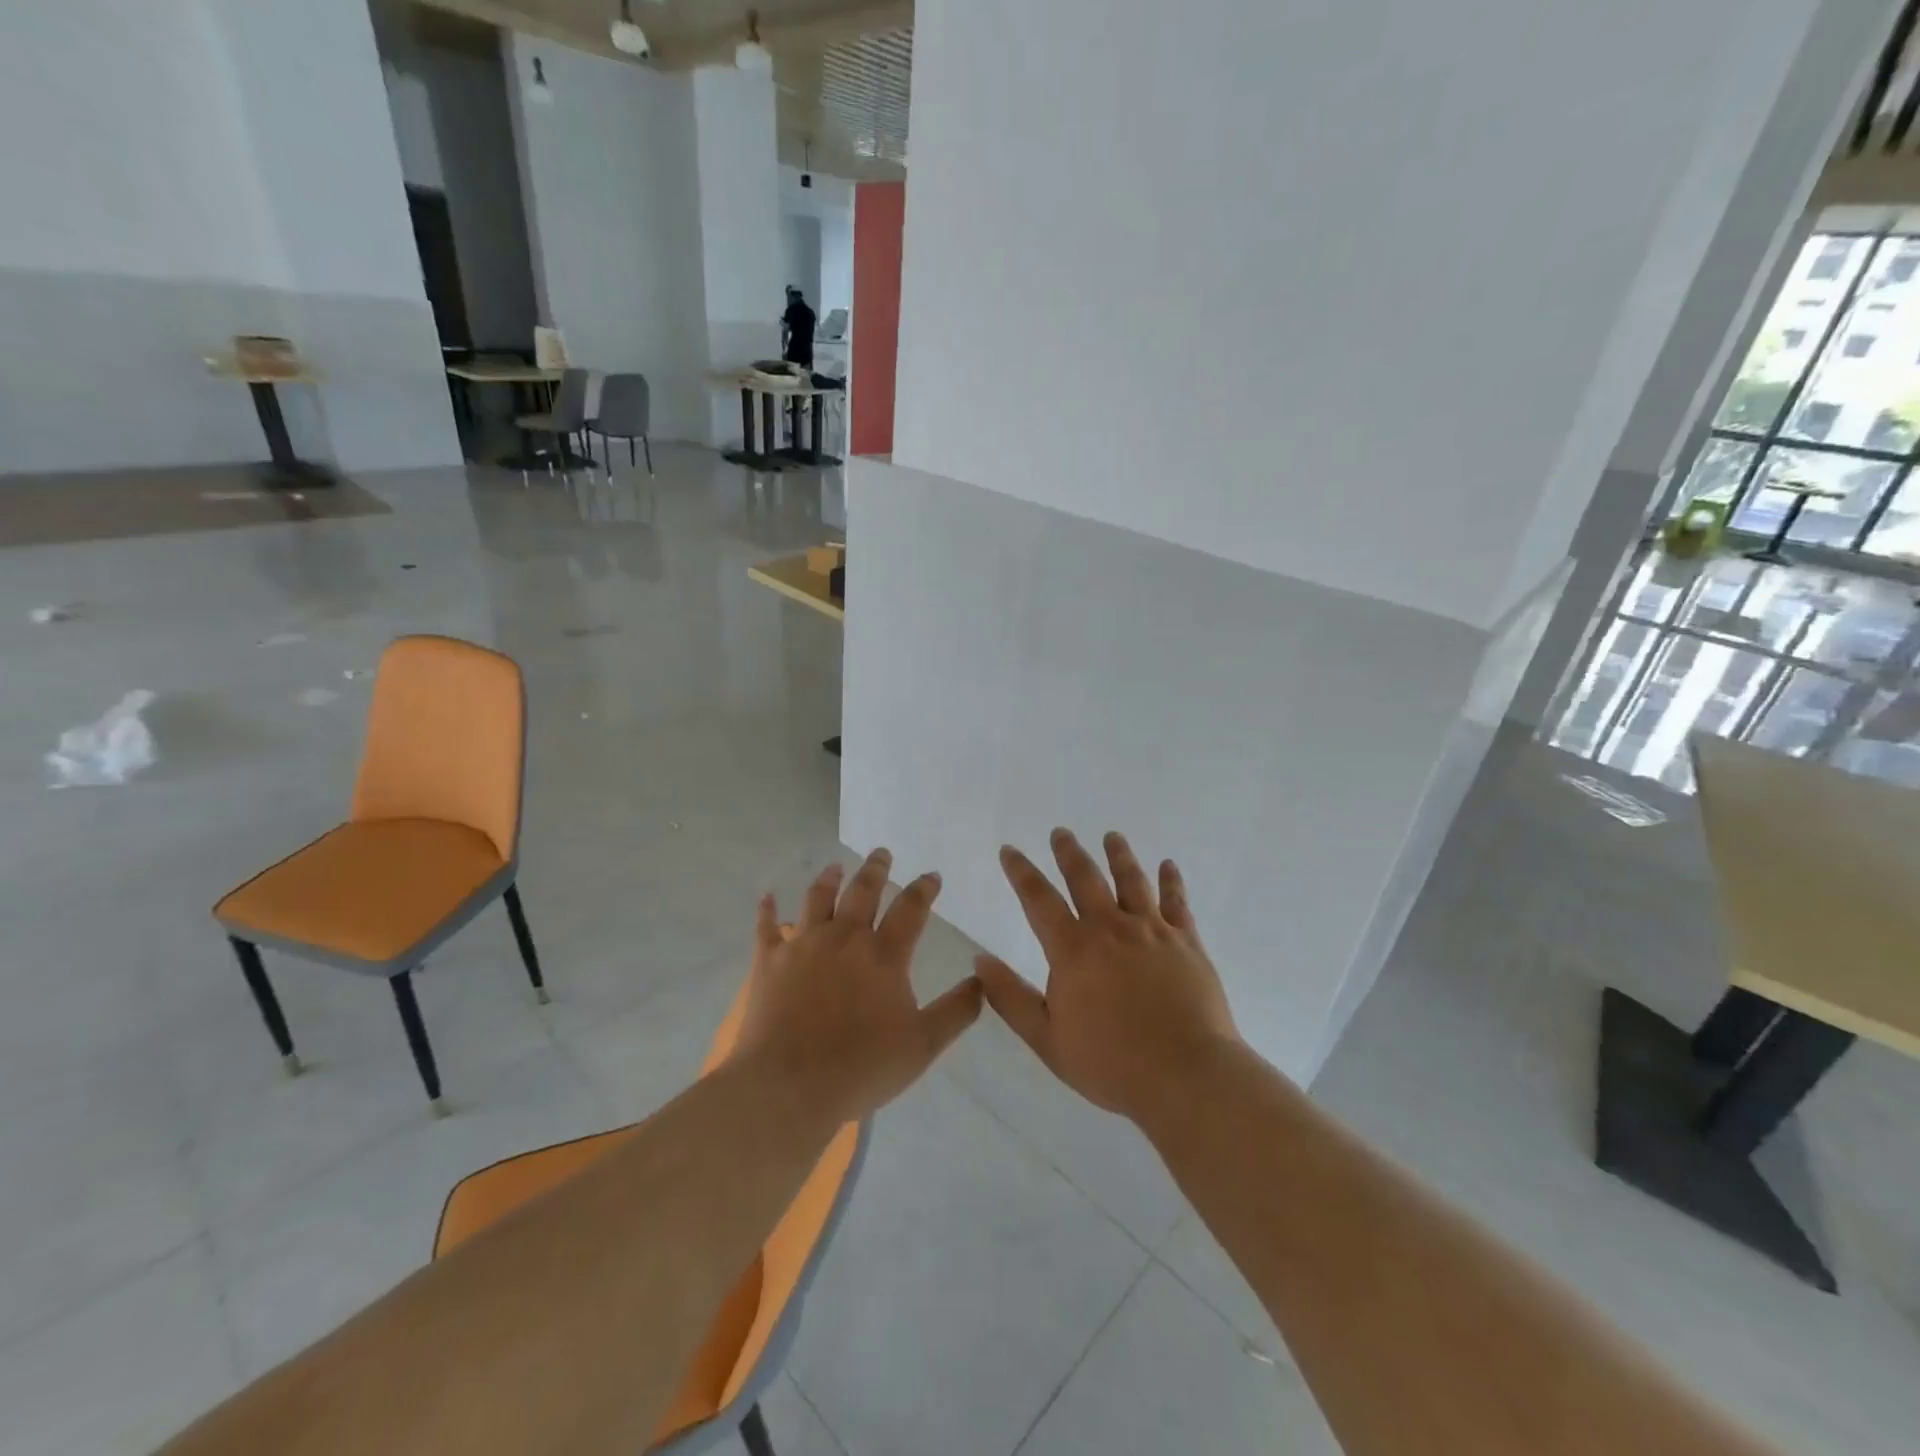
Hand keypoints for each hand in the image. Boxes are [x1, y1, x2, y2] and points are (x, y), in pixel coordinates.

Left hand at [736, 848, 983, 1124]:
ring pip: (818, 899)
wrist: (789, 1086)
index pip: (911, 909)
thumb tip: (982, 979)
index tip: (931, 876)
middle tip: (881, 853)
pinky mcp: (769, 961)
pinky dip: (767, 910)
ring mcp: (804, 945)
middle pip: (863, 892)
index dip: (924, 889)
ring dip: (829, 879)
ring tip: (835, 867)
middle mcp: (845, 938)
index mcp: (884, 955)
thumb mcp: (924, 1045)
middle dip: (875, 869)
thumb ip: (957, 1010)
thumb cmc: (862, 1067)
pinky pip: (767, 927)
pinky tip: (767, 896)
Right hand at [976, 829, 1239, 1127]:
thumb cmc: (1111, 1063)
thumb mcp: (1047, 1038)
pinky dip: (1172, 881)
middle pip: (1086, 878)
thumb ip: (1011, 997)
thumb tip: (979, 960)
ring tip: (1112, 836)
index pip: (1039, 899)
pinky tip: (1169, 865)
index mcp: (1074, 950)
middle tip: (1061, 832)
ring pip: (1132, 881)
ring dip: (1119, 855)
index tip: (1010, 850)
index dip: (1021, 872)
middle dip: (1069, 852)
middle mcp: (1111, 928)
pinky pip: (1178, 903)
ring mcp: (1153, 931)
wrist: (1186, 1076)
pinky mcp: (1187, 942)